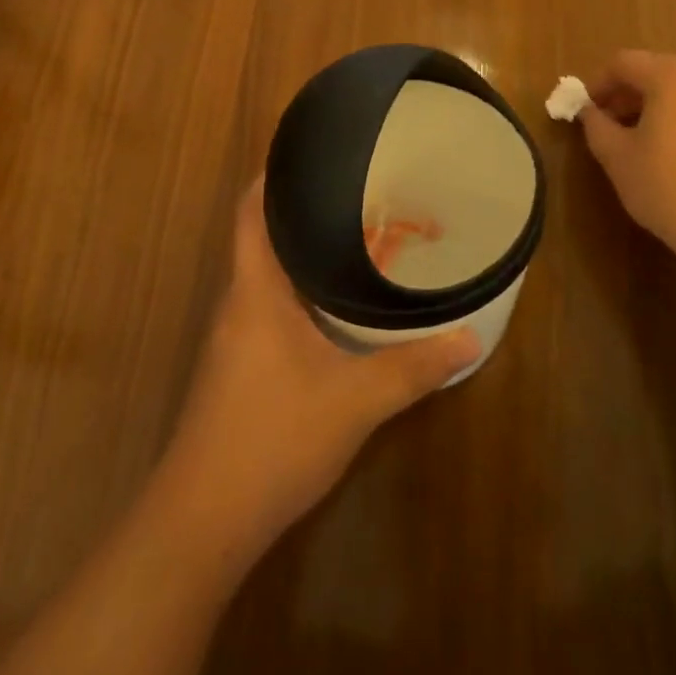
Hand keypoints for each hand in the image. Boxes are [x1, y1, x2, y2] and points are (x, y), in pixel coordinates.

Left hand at [158, 180, 479, 566]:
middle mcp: (238, 304)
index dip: (272, 177)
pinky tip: (333, 311)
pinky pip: (269, 310)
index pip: (250, 212)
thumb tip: (471, 339)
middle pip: (263, 239)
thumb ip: (412, 368)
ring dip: (303, 258)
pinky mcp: (237, 370)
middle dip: (304, 215)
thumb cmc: (273, 438)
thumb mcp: (355, 401)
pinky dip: (300, 295)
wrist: (204, 520)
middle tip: (355, 196)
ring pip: (268, 278)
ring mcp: (233, 339)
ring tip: (353, 241)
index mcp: (255, 290)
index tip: (308, 154)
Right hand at [578, 50, 675, 277]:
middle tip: (607, 125)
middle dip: (625, 94)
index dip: (597, 84)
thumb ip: (596, 125)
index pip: (623, 62)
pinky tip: (669, 156)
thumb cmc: (669, 186)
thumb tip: (588, 111)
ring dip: (651, 106)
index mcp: (670, 76)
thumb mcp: (617, 157)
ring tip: (635, 142)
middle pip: (654, 71)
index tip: (585, 113)